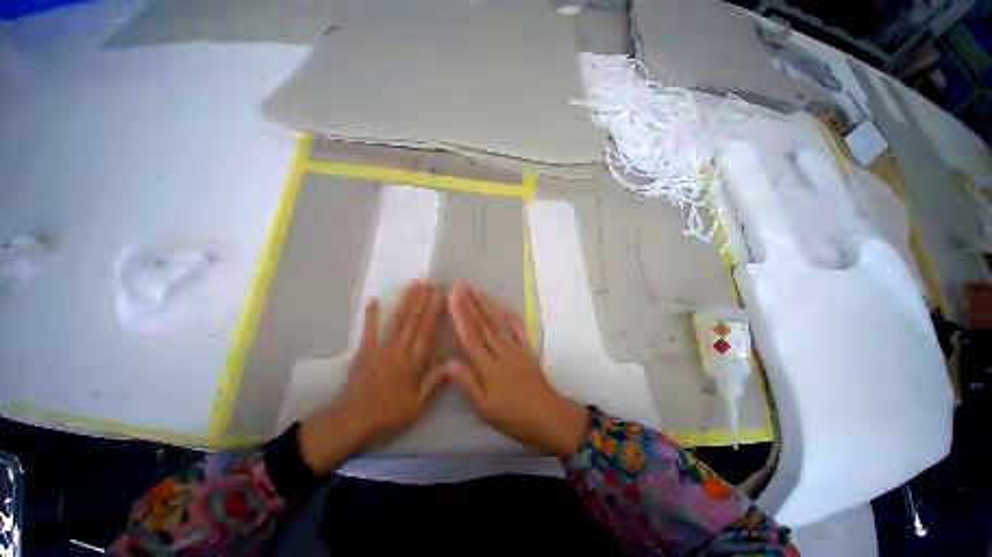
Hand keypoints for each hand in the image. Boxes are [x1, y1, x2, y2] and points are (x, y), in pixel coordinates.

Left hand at [299, 281, 447, 473]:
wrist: (350, 423)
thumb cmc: (387, 416)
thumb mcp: (416, 406)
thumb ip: (433, 383)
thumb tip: (452, 363)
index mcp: (412, 364)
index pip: (426, 333)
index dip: (434, 313)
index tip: (440, 296)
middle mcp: (398, 352)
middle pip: (412, 322)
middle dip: (422, 300)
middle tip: (429, 282)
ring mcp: (379, 350)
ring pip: (396, 322)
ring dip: (405, 302)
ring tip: (413, 285)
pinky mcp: (363, 352)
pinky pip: (368, 331)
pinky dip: (371, 315)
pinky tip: (374, 299)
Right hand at [445, 281, 589, 458]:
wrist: (549, 417)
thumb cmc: (514, 417)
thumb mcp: (485, 408)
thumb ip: (467, 383)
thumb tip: (448, 362)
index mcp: (488, 366)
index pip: (470, 335)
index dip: (460, 314)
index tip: (452, 296)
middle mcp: (501, 351)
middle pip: (483, 324)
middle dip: (470, 302)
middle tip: (460, 284)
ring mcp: (516, 348)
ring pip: (498, 321)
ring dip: (487, 303)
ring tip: (476, 288)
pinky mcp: (527, 349)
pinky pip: (518, 328)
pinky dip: (509, 314)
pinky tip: (502, 305)